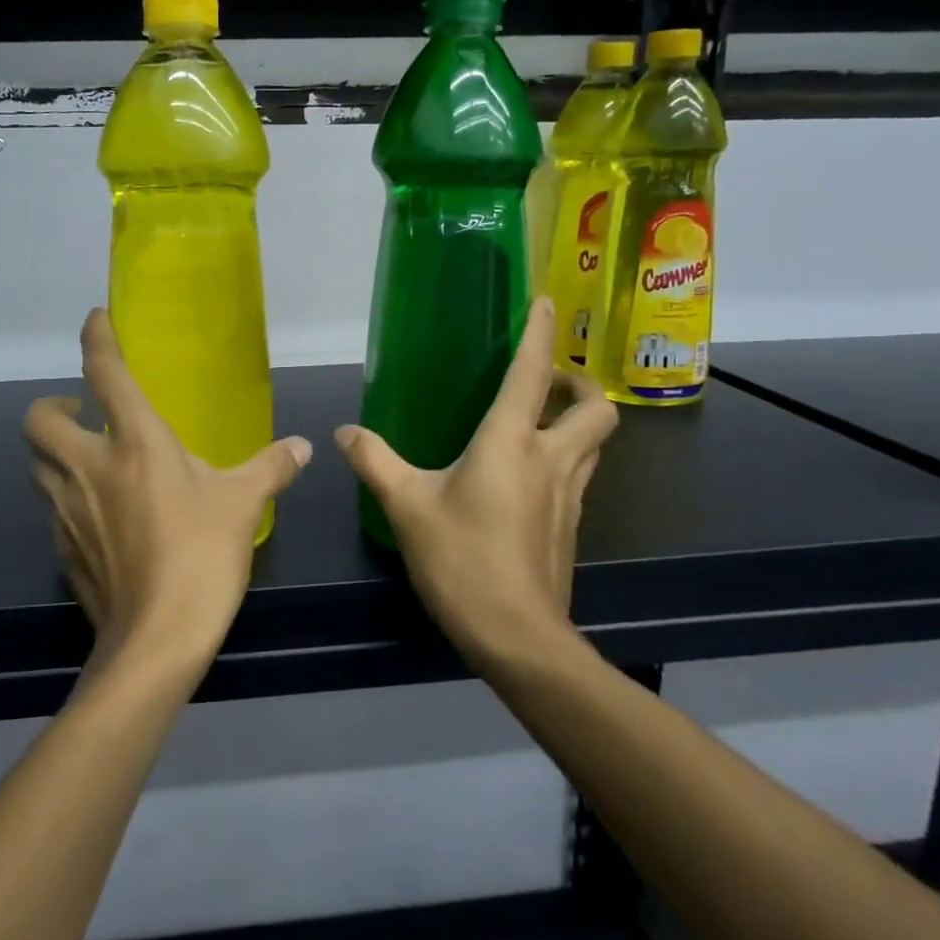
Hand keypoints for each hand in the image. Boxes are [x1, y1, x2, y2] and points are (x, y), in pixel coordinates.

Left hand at [23, 309, 312, 673]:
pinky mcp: (62, 547)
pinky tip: (96, 512)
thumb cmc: (202, 556)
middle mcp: (89, 467)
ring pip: (36, 464)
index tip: (95, 318)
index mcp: (135, 443)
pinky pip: (51, 506)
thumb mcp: (244, 504)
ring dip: (53, 451)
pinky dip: (64, 495)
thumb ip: (272, 467)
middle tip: (83, 411)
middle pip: (39, 418)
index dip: (96, 338)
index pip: (105, 373)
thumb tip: (303, 447)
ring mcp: (67, 509)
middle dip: (52, 404)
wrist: (156, 640)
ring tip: (89, 458)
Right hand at [335, 296, 617, 668]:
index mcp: (512, 443)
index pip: (533, 373)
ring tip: (539, 420)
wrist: (517, 637)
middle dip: (579, 383)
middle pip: (595, 408)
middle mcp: (551, 460)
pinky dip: (565, 458)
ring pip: (595, 443)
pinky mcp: (570, 527)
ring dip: (577, 420)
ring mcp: (569, 496)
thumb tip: (344, 433)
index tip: (545, 302)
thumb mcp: (407, 507)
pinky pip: (579, 475)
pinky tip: (528, 477)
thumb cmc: (462, 561)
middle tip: (547, 380)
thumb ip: (375, 462)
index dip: (541, 333)